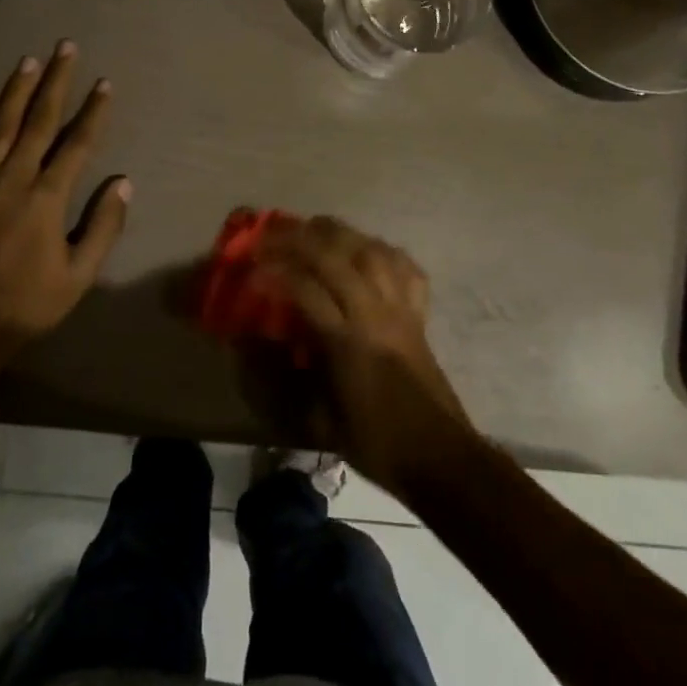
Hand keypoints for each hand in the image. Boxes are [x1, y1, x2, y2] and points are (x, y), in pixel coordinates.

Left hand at [0, 42, 130, 345]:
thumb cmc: (29, 305)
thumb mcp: (80, 275)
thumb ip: (103, 226)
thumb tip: (123, 182)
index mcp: (47, 198)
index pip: (77, 144)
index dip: (93, 111)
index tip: (104, 83)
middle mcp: (11, 180)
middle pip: (38, 122)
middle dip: (55, 82)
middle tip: (65, 48)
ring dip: (15, 92)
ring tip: (29, 62)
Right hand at [255, 216, 473, 496]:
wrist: (439, 456)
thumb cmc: (374, 441)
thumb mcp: (316, 421)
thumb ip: (278, 379)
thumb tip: (247, 344)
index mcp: (347, 341)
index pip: (305, 288)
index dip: (274, 272)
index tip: (251, 269)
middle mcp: (374, 313)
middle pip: (336, 256)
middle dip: (298, 238)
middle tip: (271, 236)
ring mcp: (401, 308)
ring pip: (370, 250)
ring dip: (338, 234)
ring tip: (313, 229)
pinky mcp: (419, 313)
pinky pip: (405, 267)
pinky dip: (383, 251)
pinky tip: (365, 250)